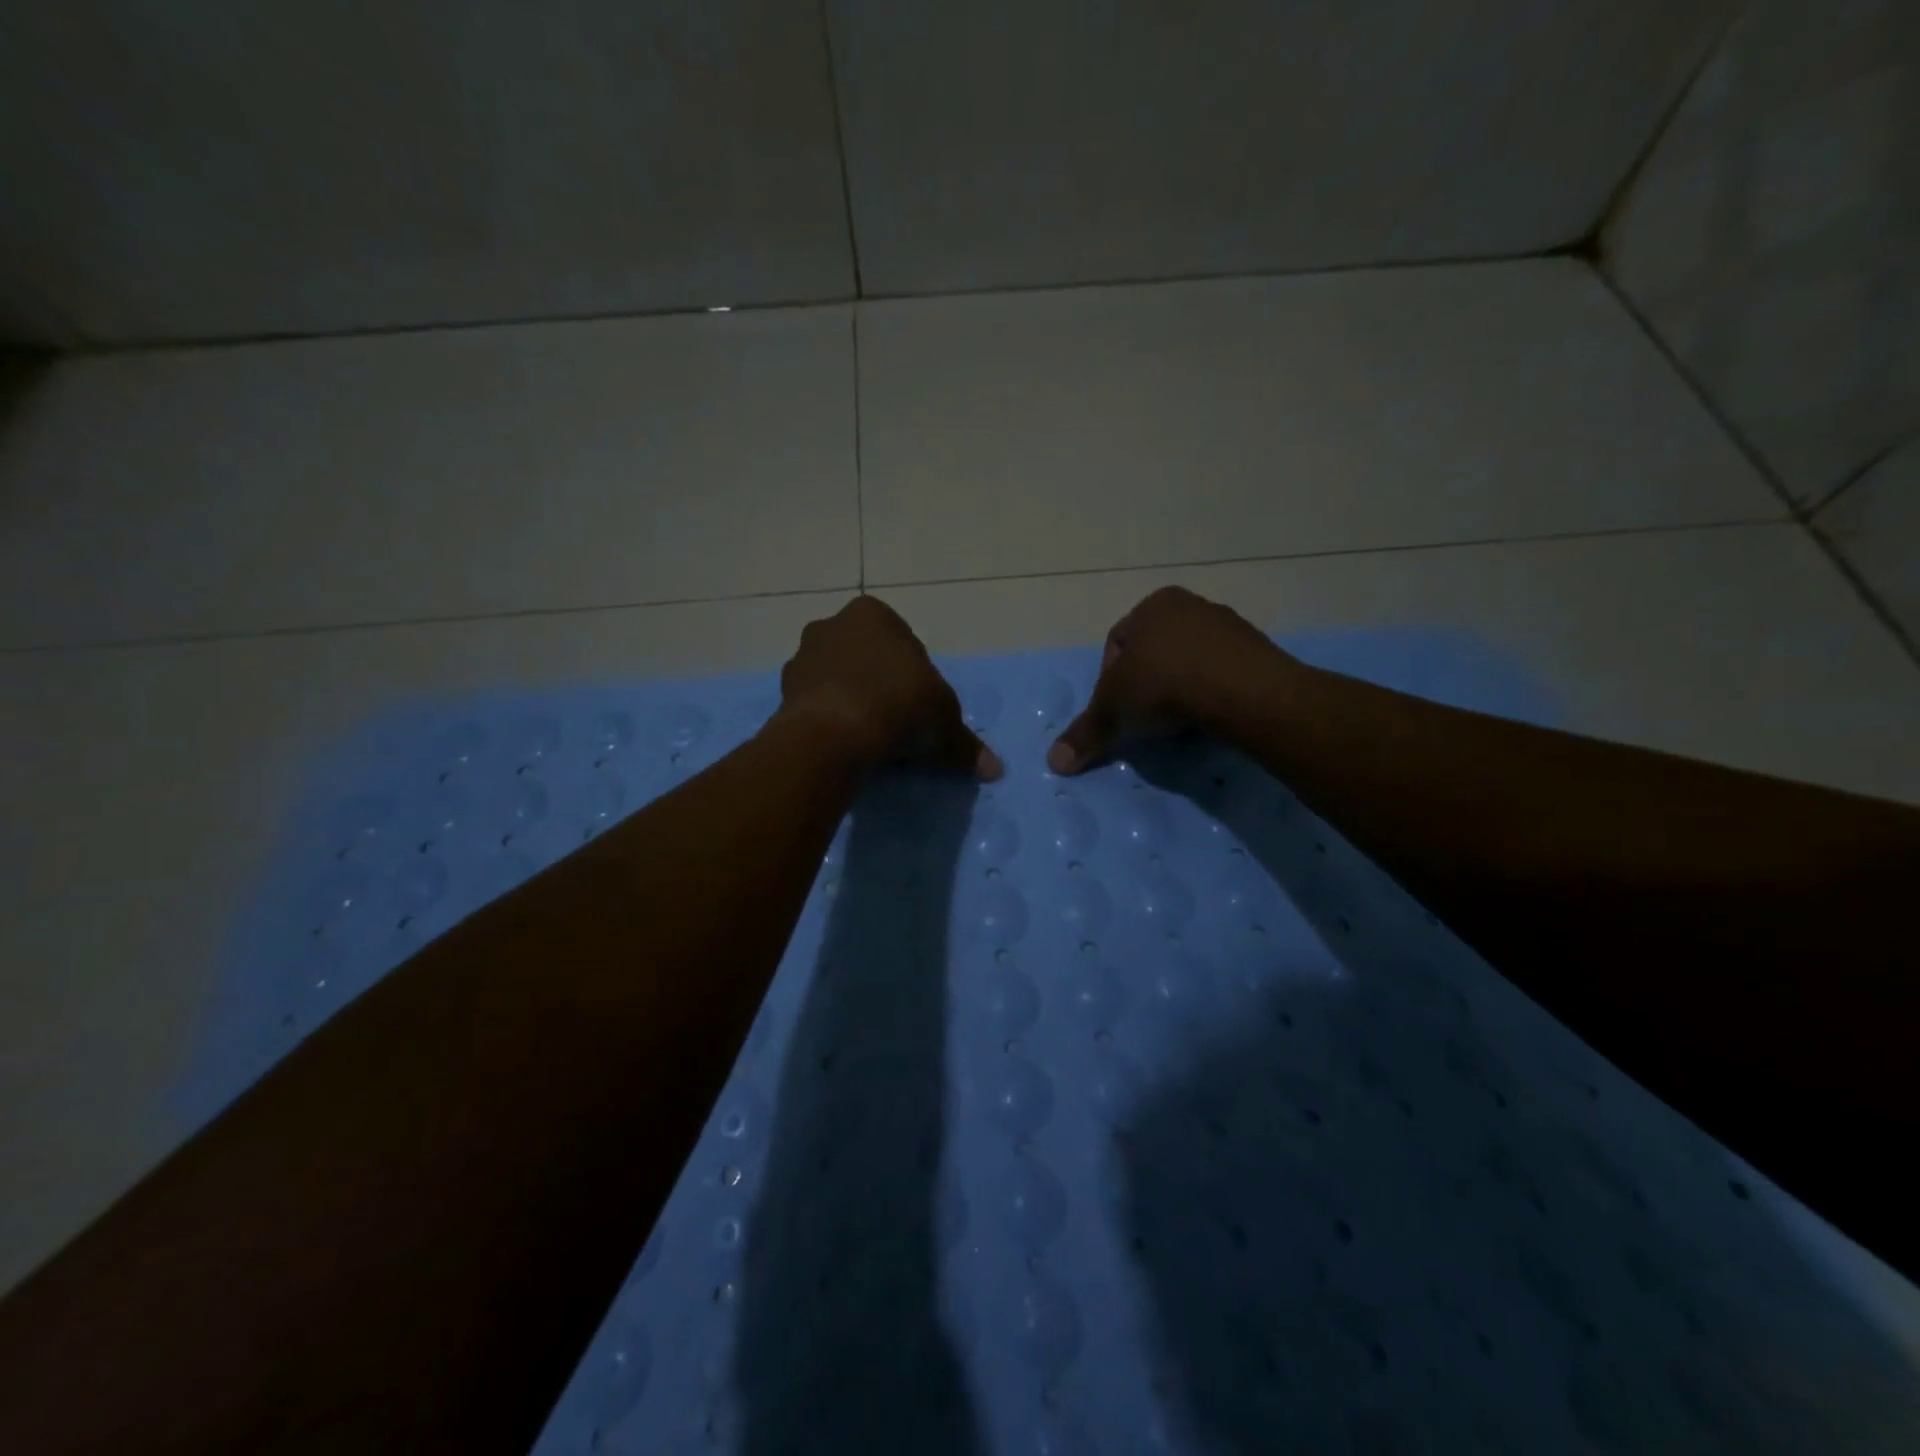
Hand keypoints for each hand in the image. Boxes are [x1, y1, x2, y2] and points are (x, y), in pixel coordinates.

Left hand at [779, 595, 1003, 779]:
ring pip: (837, 680)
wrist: (833, 734)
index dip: (916, 676)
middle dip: (880, 684)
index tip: (921, 707)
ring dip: (852, 701)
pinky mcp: (782, 693)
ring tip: (871, 738)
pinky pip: (816, 705)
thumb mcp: (944, 723)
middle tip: (898, 722)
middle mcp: (831, 625)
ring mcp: (802, 658)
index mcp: (872, 614)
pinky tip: (845, 745)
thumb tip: (995, 770)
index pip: (903, 642)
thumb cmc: (898, 705)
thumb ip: (965, 744)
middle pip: (866, 658)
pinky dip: (829, 721)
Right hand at [1048, 587, 1291, 774]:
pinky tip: (1208, 716)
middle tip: (1146, 717)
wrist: (1243, 691)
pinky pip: (1222, 672)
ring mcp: (1227, 625)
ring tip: (1178, 720)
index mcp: (1152, 606)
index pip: (1117, 644)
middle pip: (1155, 651)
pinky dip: (1211, 692)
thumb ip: (1085, 733)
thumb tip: (1054, 762)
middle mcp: (1190, 605)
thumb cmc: (1165, 686)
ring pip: (1189, 661)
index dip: (1109, 681)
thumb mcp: (1114, 711)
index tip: (1118, 710)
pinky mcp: (1257, 650)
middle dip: (1147, 684)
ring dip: (1180, 688)